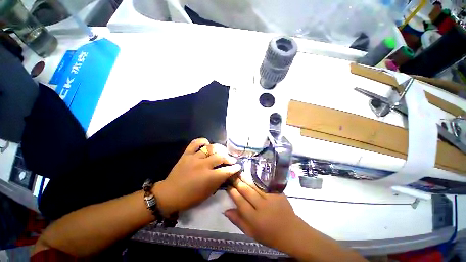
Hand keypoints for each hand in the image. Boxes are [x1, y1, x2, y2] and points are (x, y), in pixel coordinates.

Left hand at [153, 138, 240, 215]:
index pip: (227, 170)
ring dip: (219, 149)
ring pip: (211, 148)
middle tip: (232, 159)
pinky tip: (207, 143)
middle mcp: (203, 165)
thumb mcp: (208, 193)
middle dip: (229, 158)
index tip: (238, 166)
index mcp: (209, 177)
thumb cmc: (190, 197)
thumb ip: (219, 182)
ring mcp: (194, 158)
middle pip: (220, 157)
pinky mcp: (187, 154)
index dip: (234, 168)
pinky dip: (202, 141)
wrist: (170, 194)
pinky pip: (195, 143)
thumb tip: (227, 173)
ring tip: (222, 151)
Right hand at [224, 177, 304, 251]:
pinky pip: (264, 184)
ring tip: (239, 173)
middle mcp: (262, 206)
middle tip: (232, 176)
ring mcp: (271, 198)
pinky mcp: (277, 193)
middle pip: (247, 191)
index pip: (240, 201)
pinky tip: (251, 175)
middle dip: (238, 182)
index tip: (228, 186)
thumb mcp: (251, 233)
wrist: (291, 232)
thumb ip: (238, 221)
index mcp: (255, 218)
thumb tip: (225, 210)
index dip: (233, 192)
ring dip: (246, 178)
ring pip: (254, 185)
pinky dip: (257, 179)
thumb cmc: (269, 235)